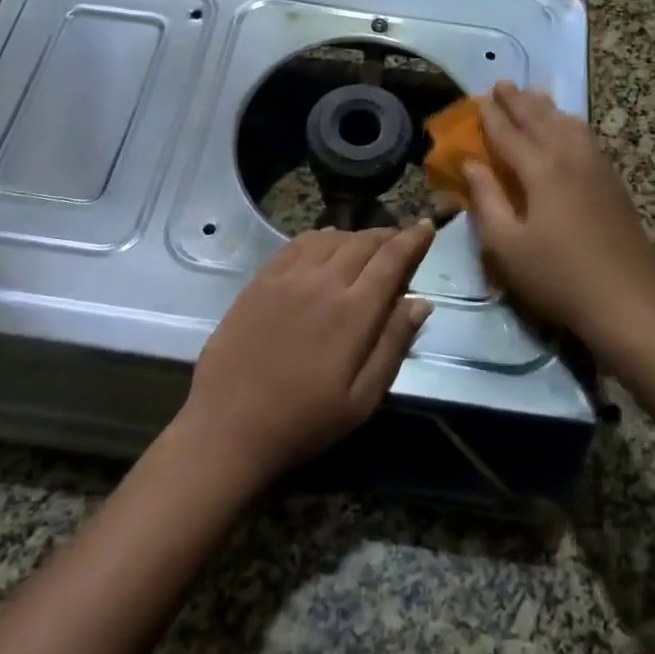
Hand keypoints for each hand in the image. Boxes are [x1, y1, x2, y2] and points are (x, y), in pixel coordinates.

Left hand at [181, 223, 435, 486]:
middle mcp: (323, 282)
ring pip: (332, 237)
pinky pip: (297, 244)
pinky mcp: (261, 281)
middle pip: (364, 242)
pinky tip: (325, 245)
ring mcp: (288, 277)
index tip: (427, 226)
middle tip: (401, 240)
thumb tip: (421, 302)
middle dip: (388, 236)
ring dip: (356, 236)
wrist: (227, 427)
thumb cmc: (303, 421)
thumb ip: (393, 344)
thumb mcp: (362, 399)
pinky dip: (321, 237)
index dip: (414, 239)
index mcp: (354, 311)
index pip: (392, 259)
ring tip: (367, 245)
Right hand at [464, 82, 654, 343]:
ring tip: (533, 95)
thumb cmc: (556, 276)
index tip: (479, 99)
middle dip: (518, 101)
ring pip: (568, 123)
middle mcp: (570, 157)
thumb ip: (485, 199)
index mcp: (540, 170)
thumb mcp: (506, 245)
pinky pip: (587, 137)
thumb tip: (469, 163)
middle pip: (540, 120)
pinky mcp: (613, 181)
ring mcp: (597, 167)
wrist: (627, 300)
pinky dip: (570, 123)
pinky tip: (569, 127)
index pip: (509, 133)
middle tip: (502, 84)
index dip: (491, 116)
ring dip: (546, 107)